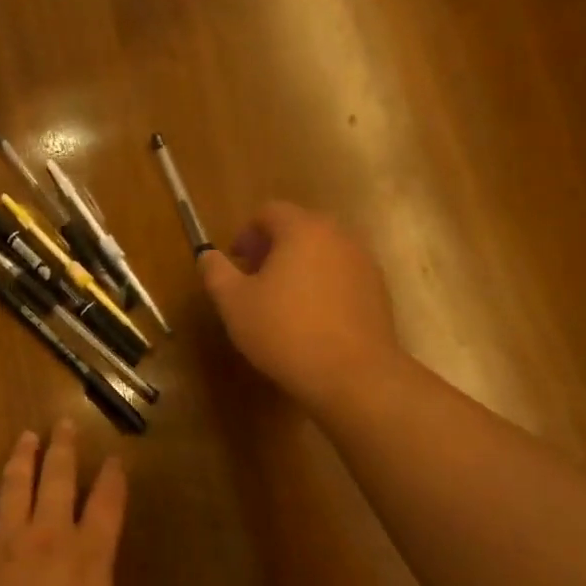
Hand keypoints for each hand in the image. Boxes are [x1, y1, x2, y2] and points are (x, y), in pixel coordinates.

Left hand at [0, 421, 161, 585]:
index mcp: (90, 558)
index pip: (106, 505)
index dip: (112, 478)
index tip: (113, 458)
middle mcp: (48, 537)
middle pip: (58, 480)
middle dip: (63, 449)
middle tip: (64, 423)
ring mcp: (5, 541)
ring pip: (14, 486)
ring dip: (21, 458)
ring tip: (25, 436)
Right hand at [200, 201, 409, 419]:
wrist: (352, 374)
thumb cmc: (284, 331)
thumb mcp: (234, 303)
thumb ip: (216, 272)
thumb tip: (207, 255)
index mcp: (302, 230)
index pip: (270, 212)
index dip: (246, 233)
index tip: (236, 262)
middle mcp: (338, 236)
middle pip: (299, 228)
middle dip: (273, 248)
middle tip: (255, 280)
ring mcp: (363, 262)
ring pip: (322, 252)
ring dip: (299, 266)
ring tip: (282, 302)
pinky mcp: (378, 290)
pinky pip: (341, 275)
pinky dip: (322, 285)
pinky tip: (311, 319)